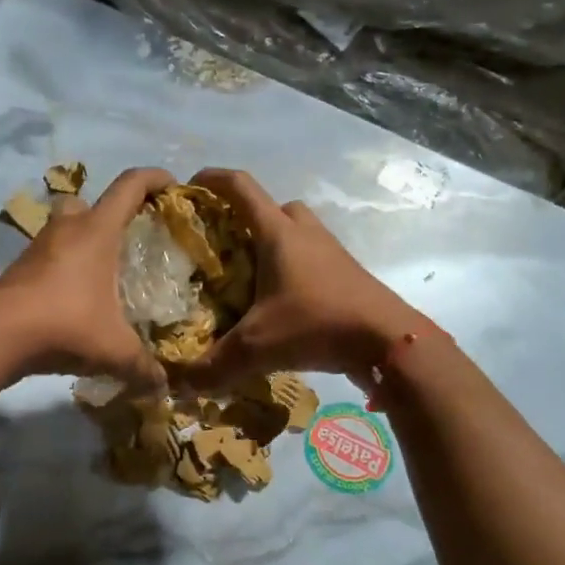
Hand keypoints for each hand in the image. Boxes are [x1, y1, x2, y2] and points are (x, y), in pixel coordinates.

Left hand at [0, 167, 174, 389]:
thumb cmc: (65, 324)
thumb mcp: (114, 349)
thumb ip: (143, 366)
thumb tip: (163, 387)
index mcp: (96, 232)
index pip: (129, 186)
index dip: (153, 178)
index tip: (172, 186)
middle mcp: (66, 230)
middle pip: (87, 201)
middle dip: (108, 212)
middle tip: (126, 238)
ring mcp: (37, 248)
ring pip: (63, 228)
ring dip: (81, 241)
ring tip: (102, 273)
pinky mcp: (18, 270)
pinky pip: (48, 257)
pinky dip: (63, 268)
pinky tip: (74, 298)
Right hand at [175, 169, 428, 390]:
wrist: (388, 340)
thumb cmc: (317, 324)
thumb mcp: (257, 347)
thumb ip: (212, 366)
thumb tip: (176, 385)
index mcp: (278, 233)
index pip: (240, 187)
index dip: (212, 180)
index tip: (188, 187)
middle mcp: (305, 233)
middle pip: (273, 207)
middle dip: (245, 218)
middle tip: (222, 245)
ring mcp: (330, 252)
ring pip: (295, 232)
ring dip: (272, 244)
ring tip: (249, 277)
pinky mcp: (346, 274)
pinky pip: (312, 258)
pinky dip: (292, 270)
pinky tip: (281, 304)